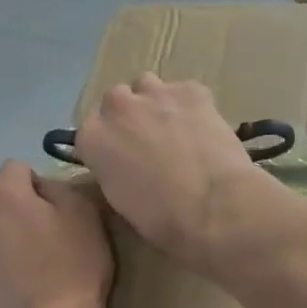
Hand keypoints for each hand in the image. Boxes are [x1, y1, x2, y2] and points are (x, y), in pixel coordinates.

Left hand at [0, 161, 112, 307]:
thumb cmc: (75, 266)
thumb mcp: (85, 215)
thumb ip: (60, 187)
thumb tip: (42, 187)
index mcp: (6, 196)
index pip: (16, 168)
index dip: (37, 184)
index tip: (55, 210)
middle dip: (16, 212)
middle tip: (44, 240)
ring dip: (3, 240)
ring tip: (29, 268)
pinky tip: (18, 287)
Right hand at [73, 74, 270, 267]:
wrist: (215, 208)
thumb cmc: (164, 220)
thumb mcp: (121, 202)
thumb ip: (113, 172)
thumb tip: (122, 166)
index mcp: (93, 138)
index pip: (91, 133)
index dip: (108, 147)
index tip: (122, 162)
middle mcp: (117, 107)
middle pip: (116, 103)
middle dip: (129, 120)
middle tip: (149, 145)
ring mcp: (155, 93)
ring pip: (147, 87)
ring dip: (155, 105)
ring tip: (175, 132)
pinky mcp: (191, 90)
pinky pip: (184, 92)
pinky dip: (189, 107)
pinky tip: (202, 130)